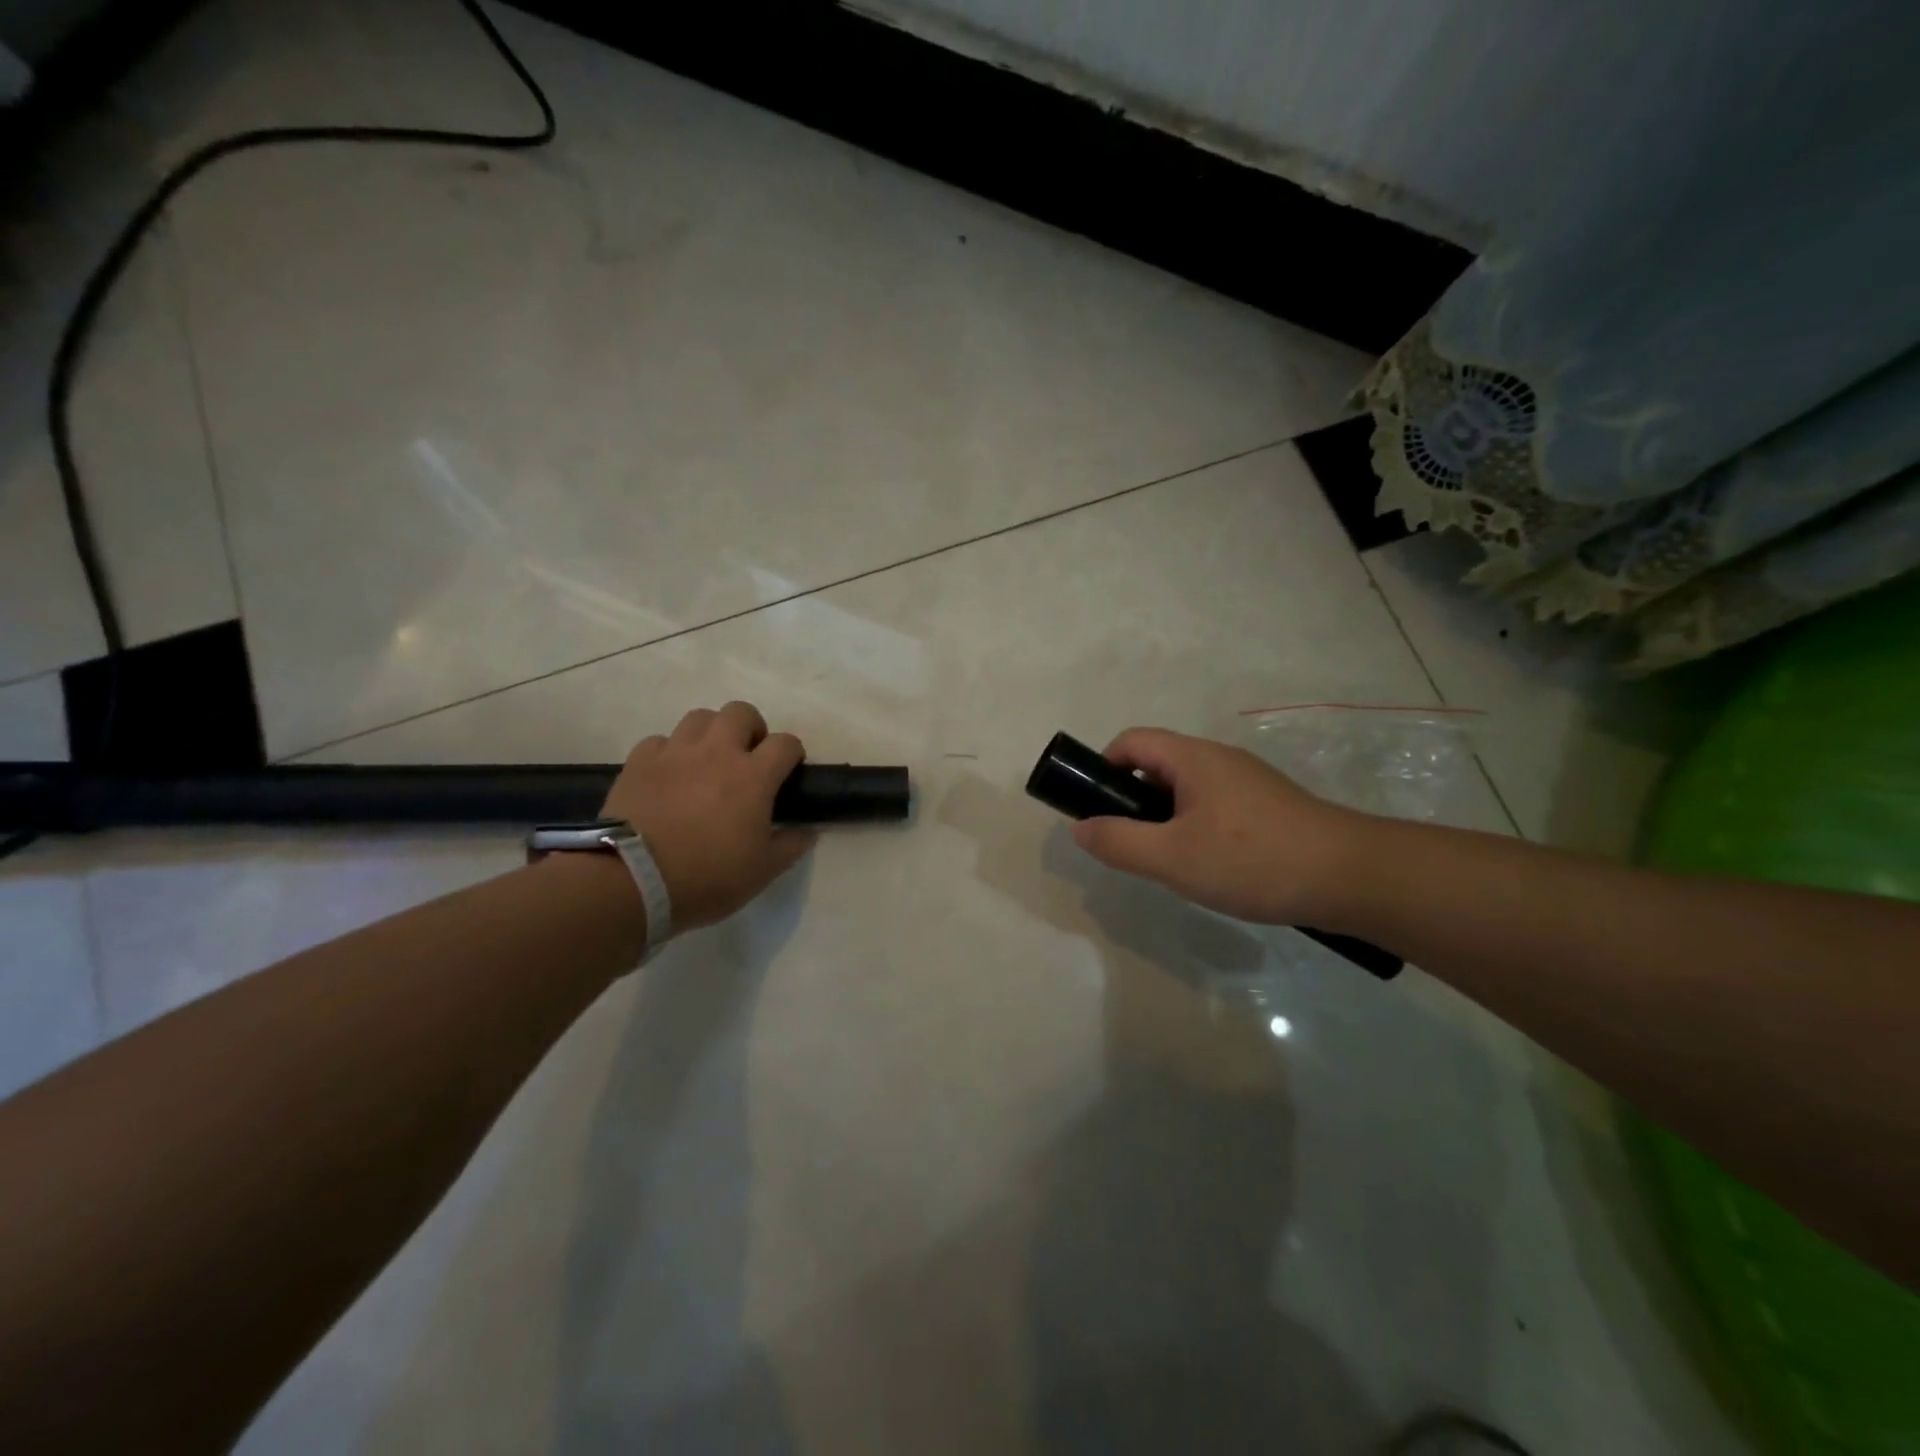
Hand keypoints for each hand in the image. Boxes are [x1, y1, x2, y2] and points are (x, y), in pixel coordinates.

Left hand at [602, 701, 816, 932]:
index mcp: (754, 776)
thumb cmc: (706, 877)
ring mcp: (675, 752)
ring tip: (708, 760)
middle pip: (741, 712)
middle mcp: (717, 751)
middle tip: (748, 757)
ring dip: (711, 732)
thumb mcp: (762, 871)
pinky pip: (660, 741)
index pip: (786, 743)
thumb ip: (790, 846)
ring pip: (700, 717)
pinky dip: (669, 752)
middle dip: (751, 728)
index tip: (788, 771)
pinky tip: (669, 775)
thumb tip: (808, 831)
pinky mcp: (639, 761)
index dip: (792, 753)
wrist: (632, 880)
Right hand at [1070, 727, 1368, 925]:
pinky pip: (1213, 807)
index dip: (1103, 768)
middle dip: (1132, 801)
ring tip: (1169, 863)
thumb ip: (1118, 842)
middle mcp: (1218, 759)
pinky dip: (1195, 829)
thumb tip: (1080, 827)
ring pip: (1186, 791)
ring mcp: (1247, 782)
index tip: (1097, 809)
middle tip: (1132, 846)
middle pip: (1157, 765)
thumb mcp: (1172, 857)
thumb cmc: (1252, 860)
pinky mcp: (1268, 807)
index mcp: (1192, 757)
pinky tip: (1208, 868)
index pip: (1131, 741)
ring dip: (1164, 819)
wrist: (1351, 877)